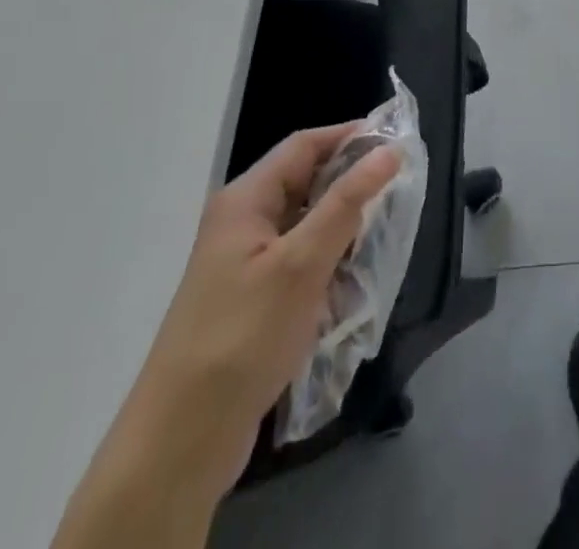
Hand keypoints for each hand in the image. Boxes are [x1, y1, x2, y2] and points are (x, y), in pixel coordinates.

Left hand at [97, 126, 401, 508]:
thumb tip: (388, 151)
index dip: (349, 137)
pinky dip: (326, 266)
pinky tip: (348, 287)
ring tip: (378, 243)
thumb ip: (347, 203)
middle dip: (350, 187)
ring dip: (341, 231)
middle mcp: (242, 221)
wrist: (181, 440)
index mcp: (245, 200)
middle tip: (396, 196)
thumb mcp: (301, 263)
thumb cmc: (242, 336)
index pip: (304, 146)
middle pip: (305, 183)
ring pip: (306, 225)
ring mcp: (243, 263)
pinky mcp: (251, 299)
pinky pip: (299, 262)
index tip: (396, 144)